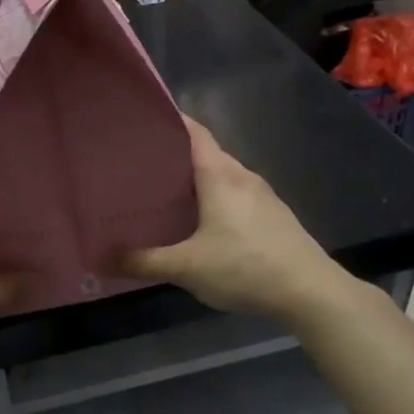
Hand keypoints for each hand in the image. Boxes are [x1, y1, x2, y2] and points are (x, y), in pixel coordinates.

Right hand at [123, 119, 345, 324]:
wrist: (310, 292)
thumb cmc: (245, 267)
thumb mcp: (186, 268)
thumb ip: (144, 262)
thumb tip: (103, 259)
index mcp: (221, 177)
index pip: (195, 133)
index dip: (172, 121)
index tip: (144, 121)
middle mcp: (243, 177)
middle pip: (207, 154)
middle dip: (176, 156)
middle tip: (140, 165)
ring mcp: (263, 197)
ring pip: (223, 177)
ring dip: (196, 180)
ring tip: (165, 193)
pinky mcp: (273, 217)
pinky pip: (236, 196)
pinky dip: (214, 199)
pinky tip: (200, 222)